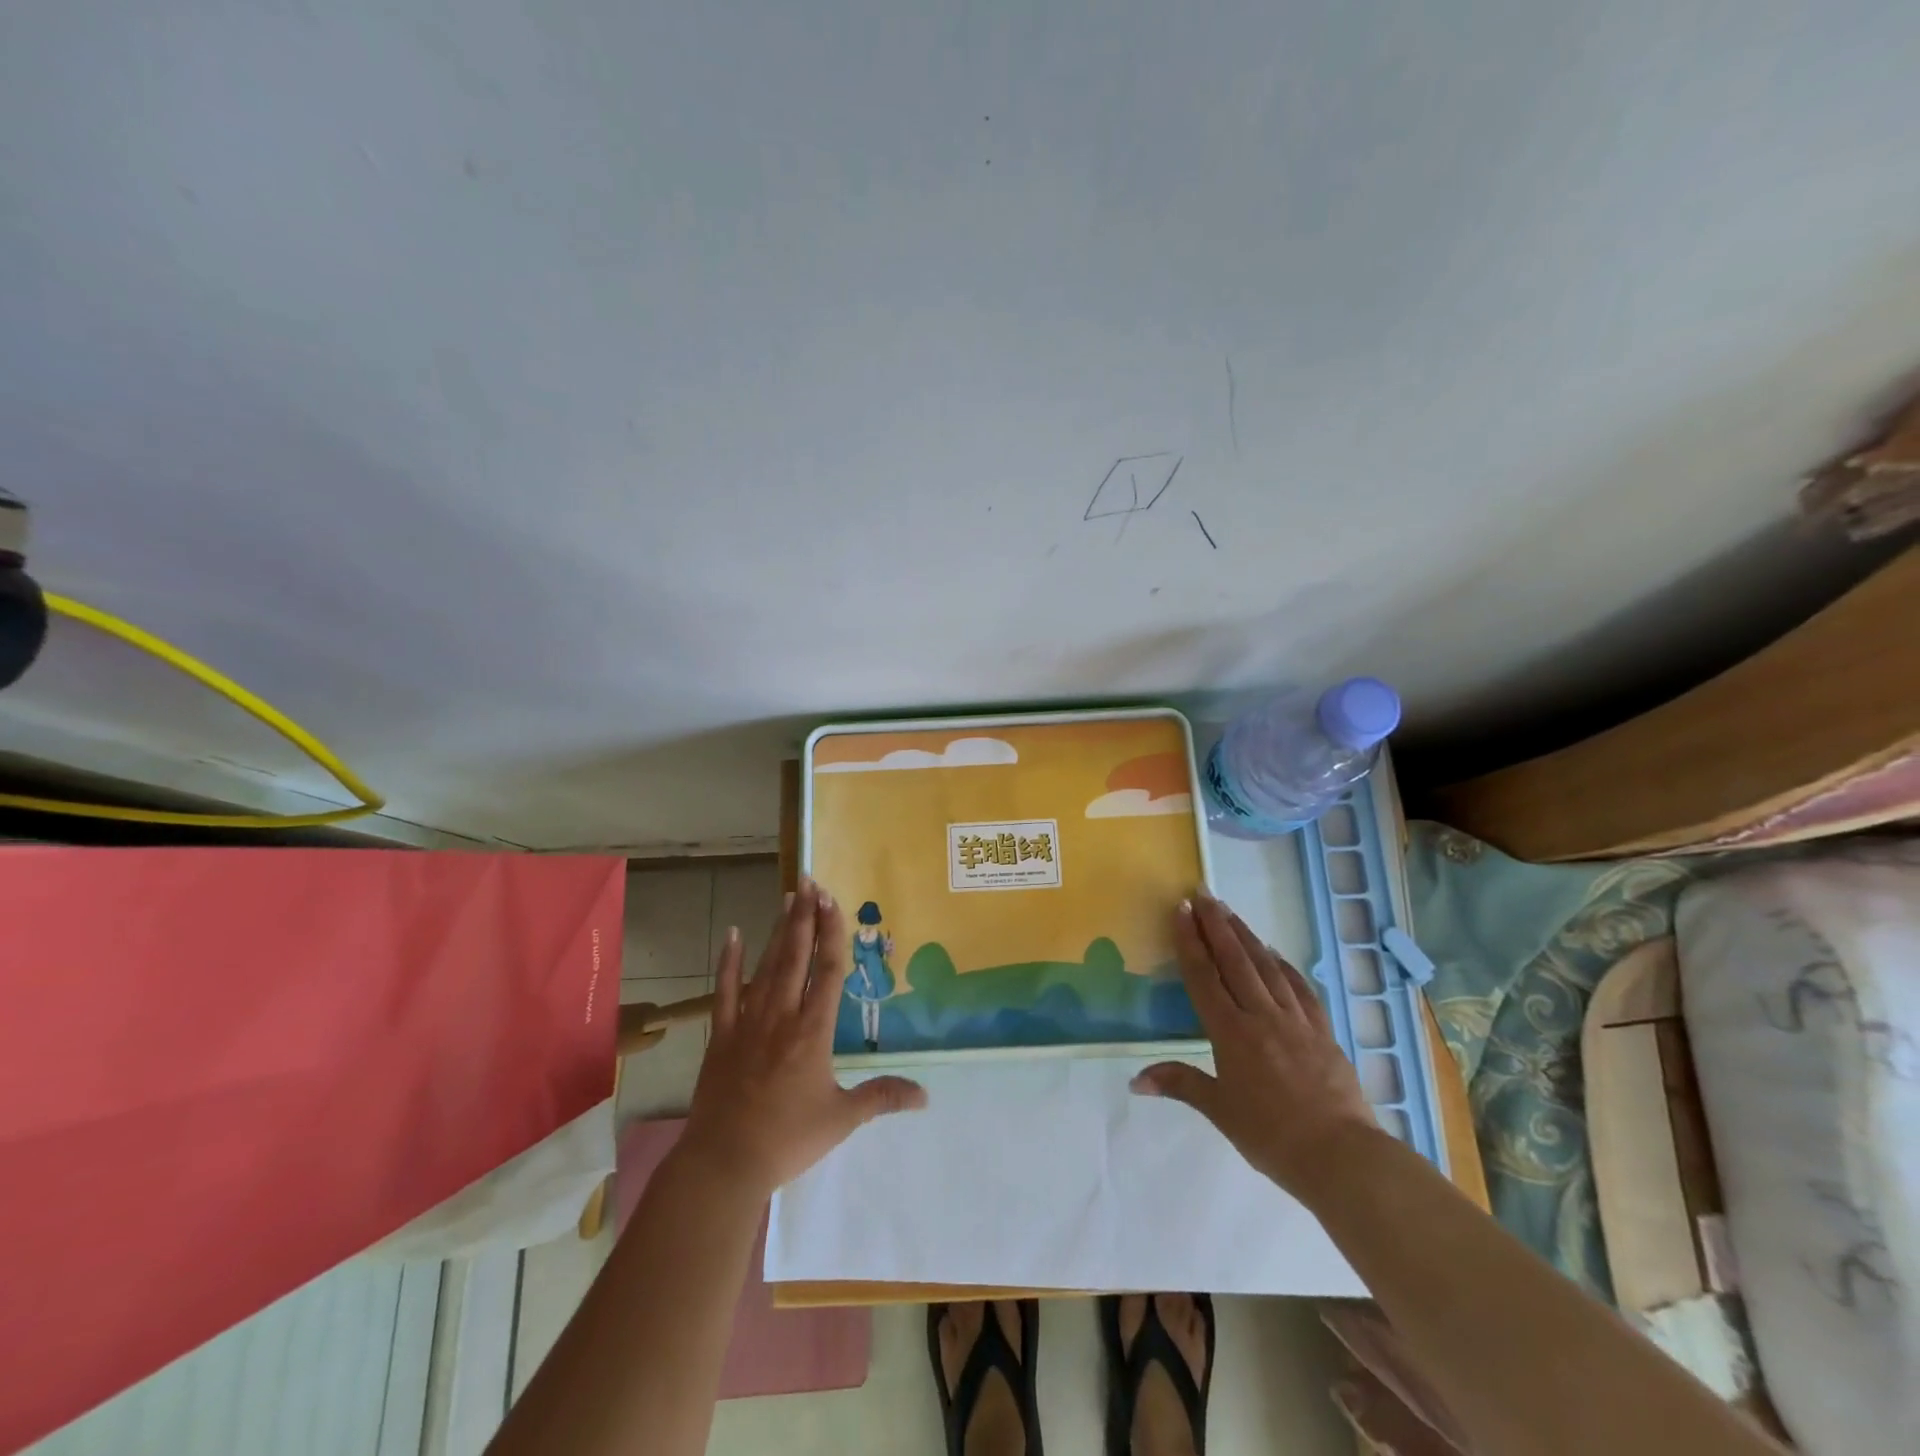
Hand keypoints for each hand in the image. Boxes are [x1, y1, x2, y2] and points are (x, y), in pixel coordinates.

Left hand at [682, 880, 926, 1196]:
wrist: (724, 1163)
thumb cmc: (788, 1139)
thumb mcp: (842, 1118)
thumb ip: (882, 1097)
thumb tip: (926, 1095)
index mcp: (813, 1031)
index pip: (828, 970)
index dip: (832, 932)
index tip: (833, 900)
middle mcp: (782, 1015)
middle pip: (797, 956)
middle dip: (806, 917)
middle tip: (811, 881)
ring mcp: (749, 1022)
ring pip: (766, 965)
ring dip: (779, 930)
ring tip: (788, 897)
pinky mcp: (722, 1034)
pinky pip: (725, 990)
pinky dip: (728, 961)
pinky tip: (732, 933)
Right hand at [1131, 892, 1377, 1197]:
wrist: (1342, 1157)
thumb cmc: (1272, 1137)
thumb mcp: (1220, 1111)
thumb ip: (1180, 1084)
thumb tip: (1135, 1080)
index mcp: (1231, 1033)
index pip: (1204, 977)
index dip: (1190, 941)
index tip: (1182, 910)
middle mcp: (1261, 1016)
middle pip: (1235, 961)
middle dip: (1217, 925)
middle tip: (1203, 894)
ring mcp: (1296, 1020)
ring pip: (1267, 967)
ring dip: (1247, 936)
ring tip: (1231, 912)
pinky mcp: (1322, 1031)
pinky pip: (1300, 988)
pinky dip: (1285, 966)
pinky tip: (1276, 954)